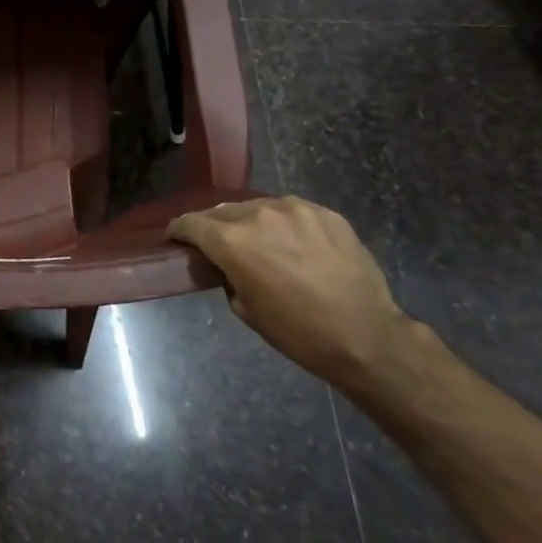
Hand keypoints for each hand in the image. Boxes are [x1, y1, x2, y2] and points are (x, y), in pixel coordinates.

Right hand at [168, 196, 409, 386]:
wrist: (365, 335)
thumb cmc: (297, 332)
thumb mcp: (245, 309)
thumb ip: (228, 275)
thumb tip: (229, 264)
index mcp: (232, 241)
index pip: (191, 223)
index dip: (179, 230)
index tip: (176, 237)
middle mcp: (258, 215)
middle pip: (222, 211)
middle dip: (213, 225)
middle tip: (216, 242)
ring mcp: (295, 210)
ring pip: (258, 207)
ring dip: (250, 222)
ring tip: (258, 240)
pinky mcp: (325, 213)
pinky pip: (292, 211)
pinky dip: (284, 223)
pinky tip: (292, 242)